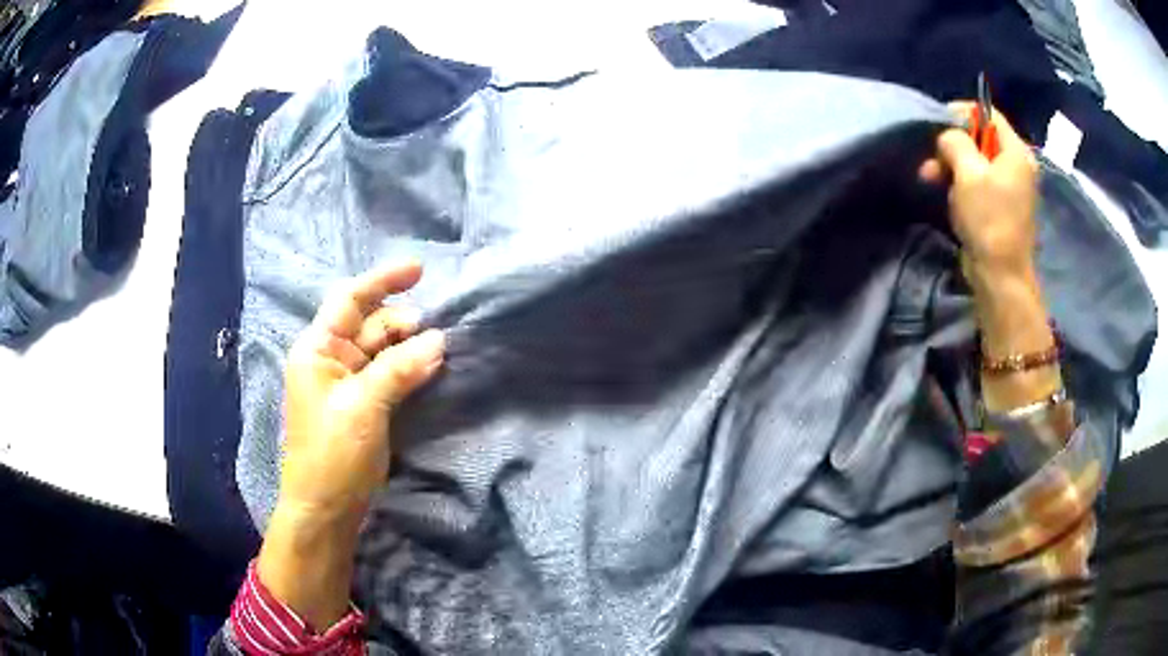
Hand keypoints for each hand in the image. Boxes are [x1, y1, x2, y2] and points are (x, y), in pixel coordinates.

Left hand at [259, 261, 444, 630]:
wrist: (325, 509)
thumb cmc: (332, 453)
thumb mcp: (363, 406)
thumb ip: (399, 369)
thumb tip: (439, 341)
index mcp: (317, 349)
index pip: (349, 299)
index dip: (383, 281)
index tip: (420, 270)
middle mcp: (330, 359)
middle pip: (370, 324)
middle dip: (403, 322)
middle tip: (437, 337)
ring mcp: (347, 383)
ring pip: (382, 350)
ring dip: (409, 347)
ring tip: (439, 353)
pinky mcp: (362, 405)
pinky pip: (388, 374)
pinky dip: (408, 369)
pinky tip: (429, 370)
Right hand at [920, 105, 1059, 410]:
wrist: (1001, 278)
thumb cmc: (989, 221)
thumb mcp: (968, 173)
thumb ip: (955, 142)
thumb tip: (948, 136)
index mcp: (1016, 153)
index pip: (988, 114)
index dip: (962, 113)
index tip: (938, 124)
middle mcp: (1016, 166)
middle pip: (981, 138)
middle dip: (952, 145)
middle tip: (931, 158)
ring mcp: (1010, 189)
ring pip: (976, 161)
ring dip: (952, 165)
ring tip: (930, 178)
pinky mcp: (1001, 208)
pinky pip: (979, 183)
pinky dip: (961, 183)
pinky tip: (946, 193)